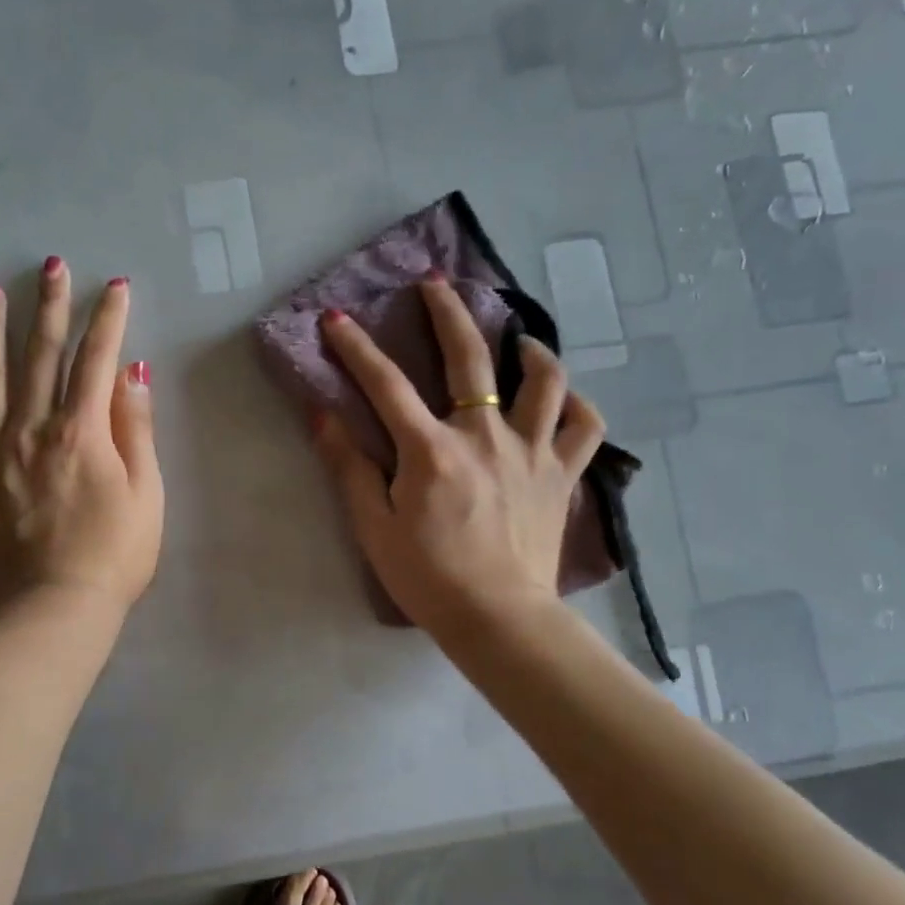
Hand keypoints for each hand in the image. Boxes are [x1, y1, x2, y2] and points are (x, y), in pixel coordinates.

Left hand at [0, 260, 163, 617]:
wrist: (53, 613)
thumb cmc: (114, 556)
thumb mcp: (147, 494)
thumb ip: (136, 428)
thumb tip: (131, 371)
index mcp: (82, 431)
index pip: (96, 359)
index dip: (107, 319)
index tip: (113, 286)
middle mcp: (31, 429)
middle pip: (40, 355)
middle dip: (50, 306)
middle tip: (50, 266)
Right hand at [312, 274, 603, 638]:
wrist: (499, 620)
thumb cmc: (428, 577)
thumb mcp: (373, 527)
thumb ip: (348, 467)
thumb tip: (321, 415)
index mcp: (432, 451)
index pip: (386, 384)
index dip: (355, 348)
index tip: (335, 318)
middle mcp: (485, 436)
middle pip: (470, 357)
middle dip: (447, 312)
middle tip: (435, 284)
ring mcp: (532, 452)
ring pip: (544, 381)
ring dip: (529, 349)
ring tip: (516, 337)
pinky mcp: (562, 475)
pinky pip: (583, 426)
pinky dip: (575, 404)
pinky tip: (561, 397)